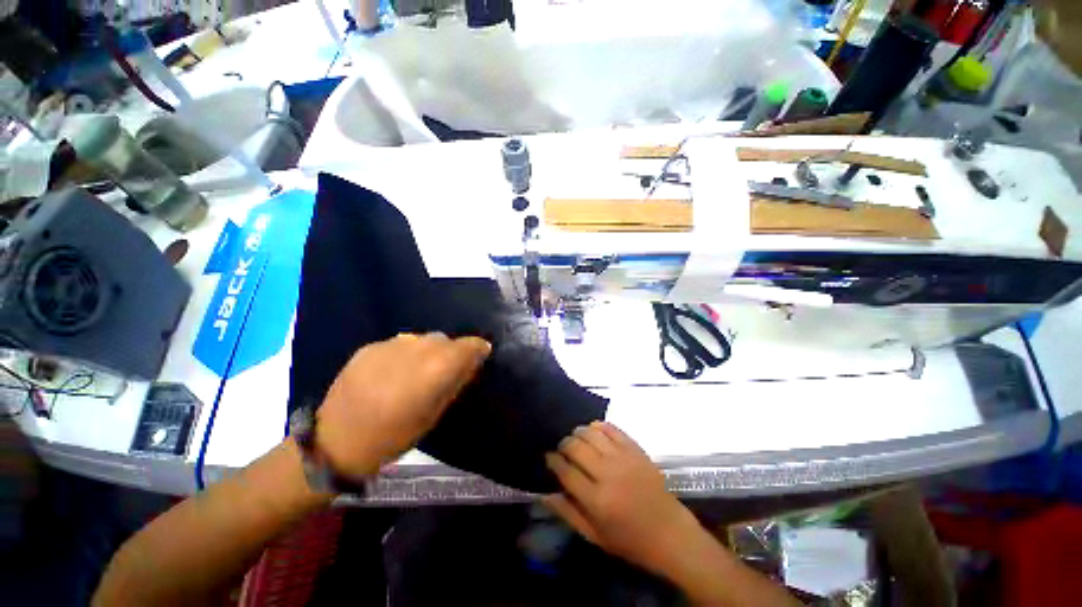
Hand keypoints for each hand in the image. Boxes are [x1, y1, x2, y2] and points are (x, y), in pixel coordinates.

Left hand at [316, 332, 490, 478]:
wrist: (337, 441)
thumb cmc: (396, 435)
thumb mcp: (435, 413)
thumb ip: (456, 382)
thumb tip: (471, 363)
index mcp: (438, 366)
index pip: (470, 344)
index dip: (478, 348)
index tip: (479, 356)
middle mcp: (418, 348)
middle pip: (445, 340)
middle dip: (450, 352)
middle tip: (443, 372)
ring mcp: (391, 345)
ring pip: (422, 339)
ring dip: (427, 351)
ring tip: (416, 371)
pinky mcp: (370, 346)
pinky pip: (399, 344)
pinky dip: (404, 354)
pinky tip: (392, 372)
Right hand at [543, 422, 701, 577]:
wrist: (670, 532)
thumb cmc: (630, 540)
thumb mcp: (595, 536)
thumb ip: (568, 513)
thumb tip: (544, 494)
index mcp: (596, 500)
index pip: (565, 471)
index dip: (553, 461)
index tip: (549, 458)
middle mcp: (608, 474)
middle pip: (576, 447)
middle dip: (564, 444)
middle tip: (562, 449)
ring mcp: (623, 458)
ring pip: (591, 433)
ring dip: (578, 432)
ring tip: (576, 438)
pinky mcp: (635, 449)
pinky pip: (612, 429)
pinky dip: (599, 426)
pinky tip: (594, 430)